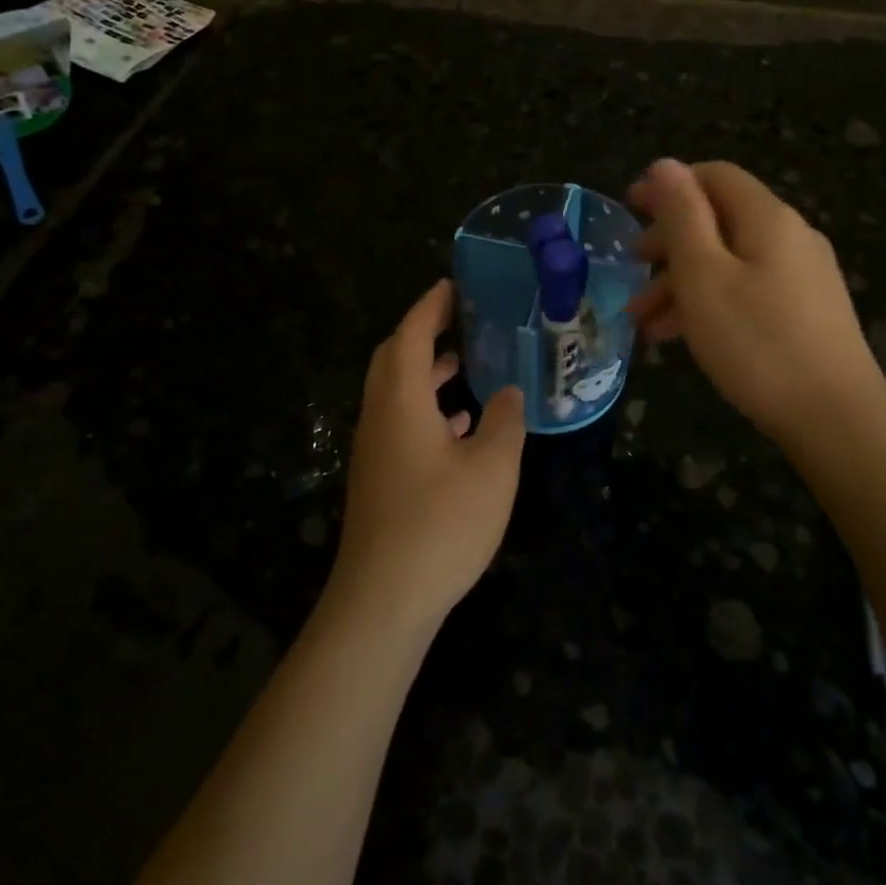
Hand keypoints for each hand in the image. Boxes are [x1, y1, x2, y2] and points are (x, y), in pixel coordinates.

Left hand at [329, 280, 527, 635]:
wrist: (384, 599)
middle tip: (459, 320)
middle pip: (392, 359)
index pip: (410, 335)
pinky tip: (459, 425)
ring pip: (397, 394)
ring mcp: (375, 450)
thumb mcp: (491, 467)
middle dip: (422, 334)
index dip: (430, 306)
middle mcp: (379, 416)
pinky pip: (401, 424)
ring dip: (426, 373)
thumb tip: (510, 393)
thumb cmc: (441, 522)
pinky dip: (427, 409)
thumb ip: (505, 422)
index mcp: (400, 401)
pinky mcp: (380, 479)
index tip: (452, 285)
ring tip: (465, 364)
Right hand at [627, 159, 878, 445]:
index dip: (669, 186)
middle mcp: (790, 236)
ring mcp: (802, 276)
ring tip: (643, 321)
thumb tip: (665, 164)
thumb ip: (682, 217)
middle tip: (632, 270)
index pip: (714, 176)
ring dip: (682, 282)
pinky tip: (680, 336)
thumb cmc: (757, 343)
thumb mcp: (704, 276)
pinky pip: (747, 290)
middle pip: (720, 219)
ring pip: (729, 261)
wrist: (836, 419)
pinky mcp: (805, 311)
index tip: (630, 209)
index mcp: (767, 218)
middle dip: (669, 242)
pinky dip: (710, 302)